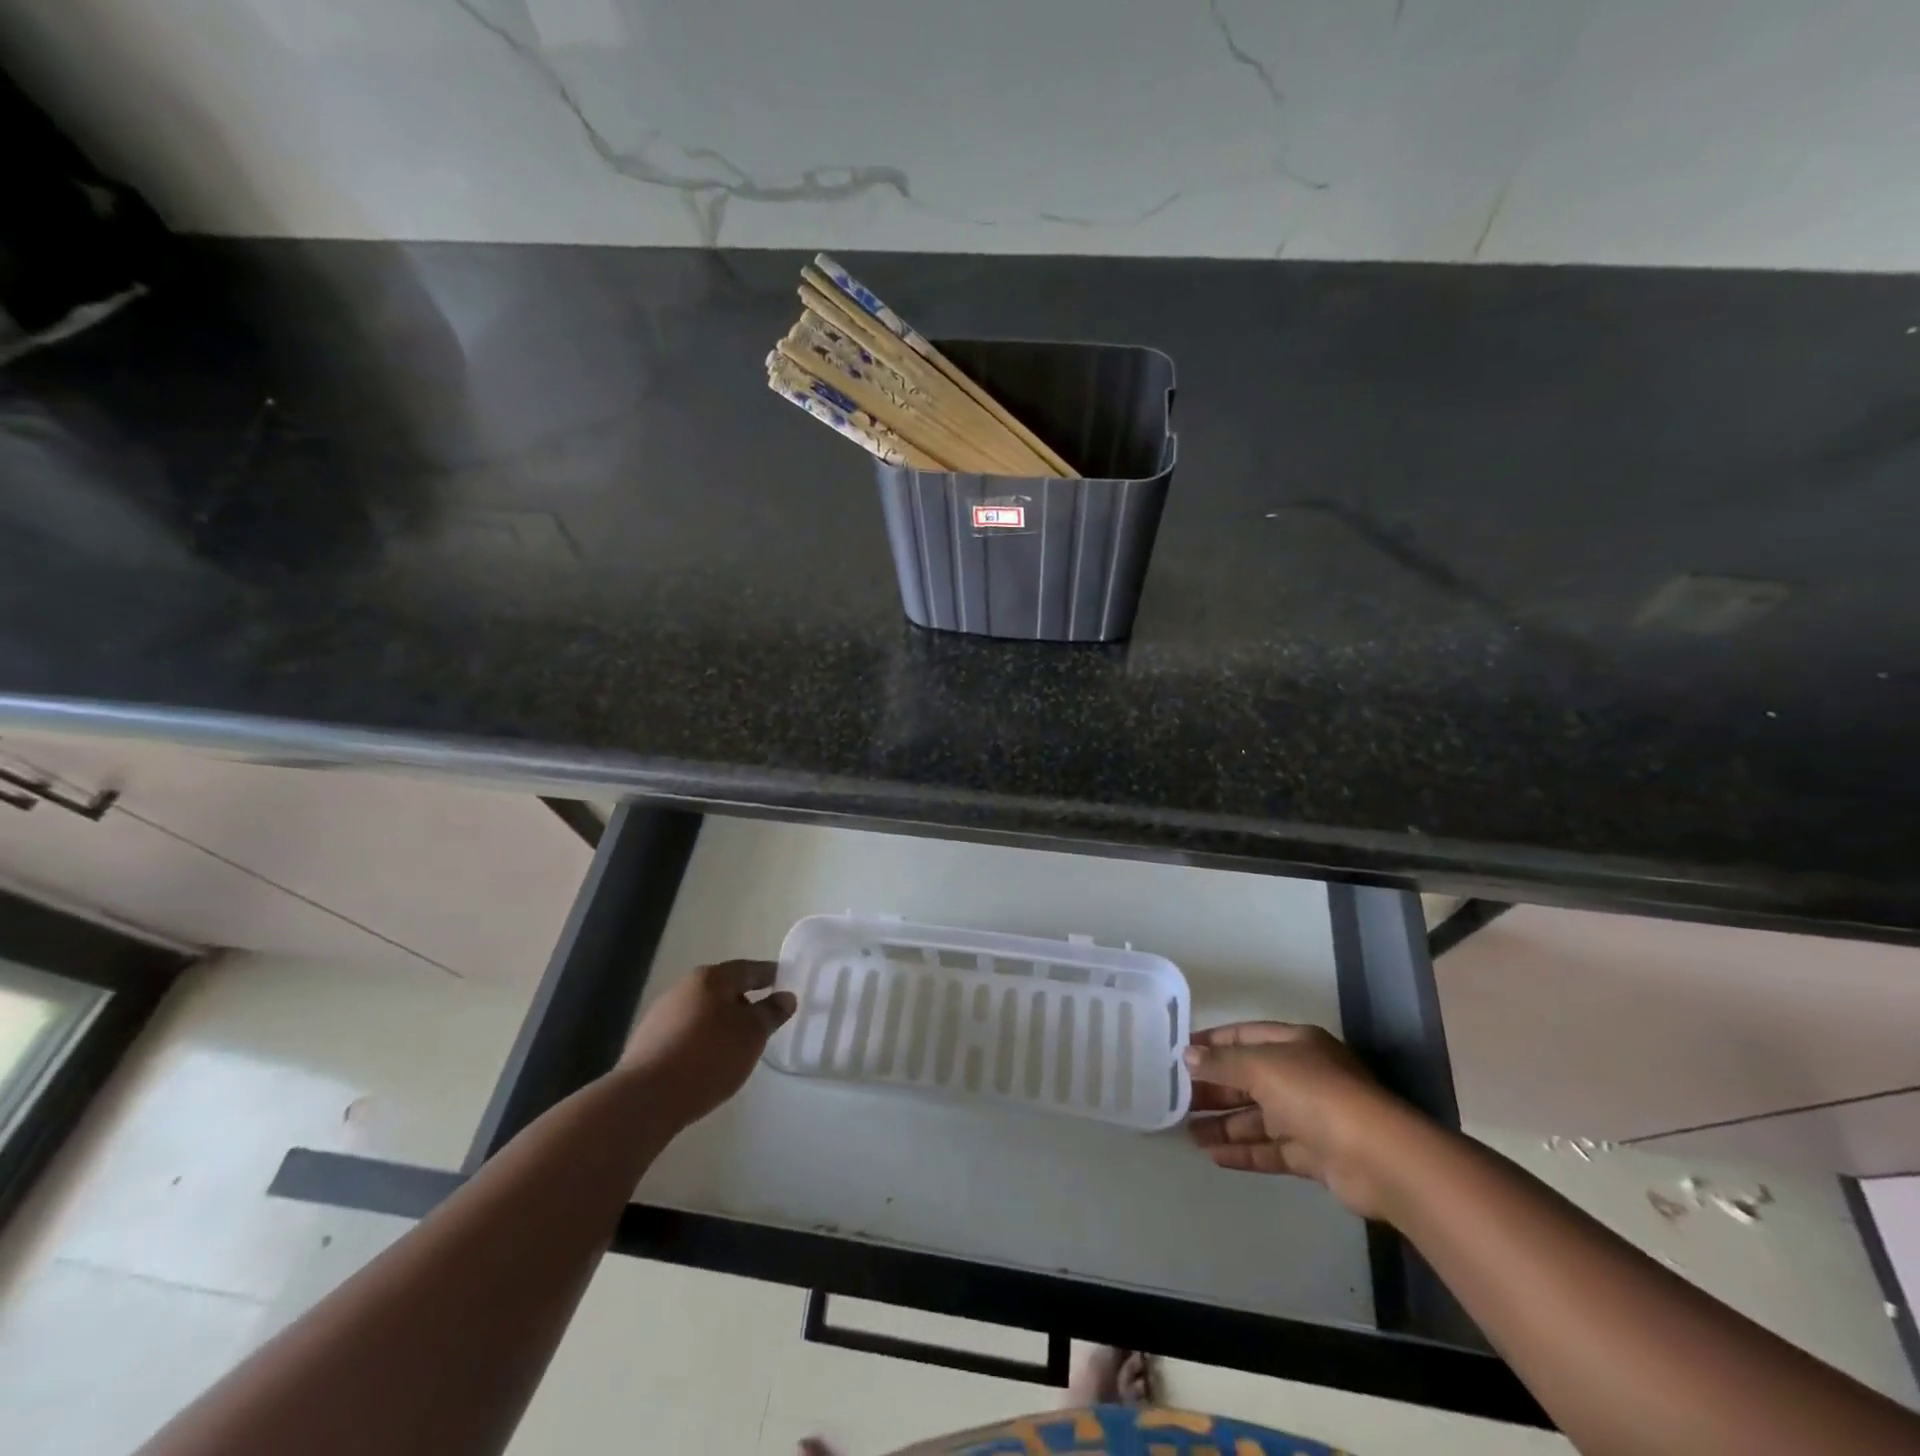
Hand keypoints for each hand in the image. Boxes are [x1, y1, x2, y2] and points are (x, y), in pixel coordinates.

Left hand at [620, 961, 795, 1129]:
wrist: (646, 1099)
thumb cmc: (708, 1056)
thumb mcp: (752, 1034)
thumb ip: (771, 1013)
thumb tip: (786, 997)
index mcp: (710, 978)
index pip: (748, 969)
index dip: (770, 974)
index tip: (786, 982)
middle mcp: (683, 989)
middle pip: (723, 989)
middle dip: (745, 1001)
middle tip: (765, 1019)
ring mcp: (661, 1016)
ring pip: (703, 1012)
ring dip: (723, 1023)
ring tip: (739, 1046)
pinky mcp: (648, 1044)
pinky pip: (686, 1034)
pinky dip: (704, 1041)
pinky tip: (710, 1062)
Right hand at [1185, 1021, 1414, 1219]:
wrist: (1378, 1158)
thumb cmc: (1316, 1094)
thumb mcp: (1262, 1066)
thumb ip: (1222, 1062)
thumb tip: (1188, 1056)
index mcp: (1295, 1043)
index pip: (1245, 1036)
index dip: (1213, 1043)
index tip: (1180, 1053)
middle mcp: (1302, 1076)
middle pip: (1249, 1078)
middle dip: (1214, 1088)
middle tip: (1176, 1098)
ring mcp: (1310, 1118)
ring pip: (1257, 1118)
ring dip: (1223, 1124)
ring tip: (1186, 1132)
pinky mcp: (1314, 1155)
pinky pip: (1270, 1150)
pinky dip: (1243, 1152)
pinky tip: (1213, 1156)